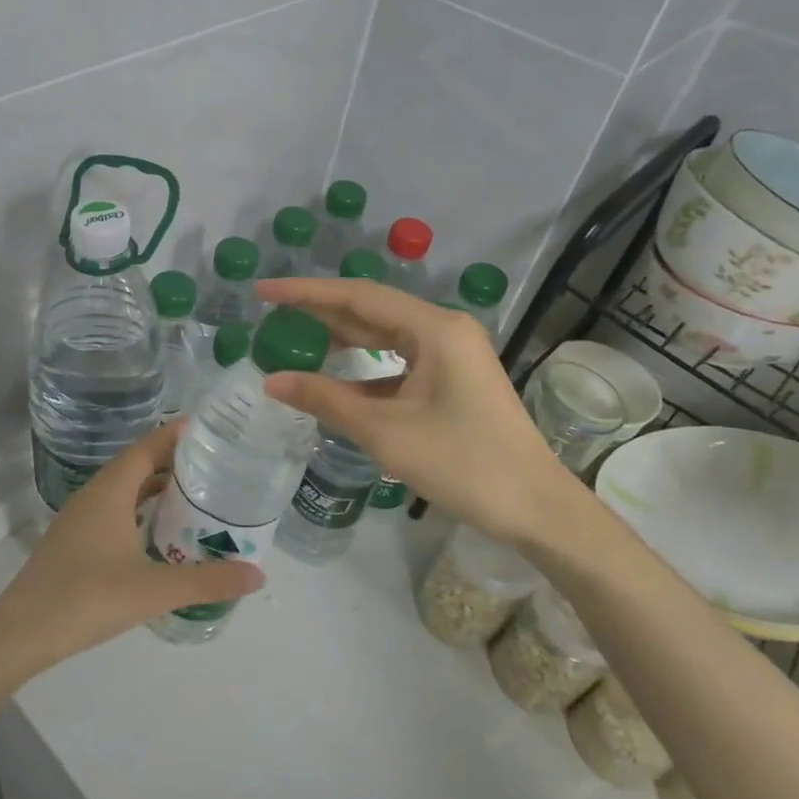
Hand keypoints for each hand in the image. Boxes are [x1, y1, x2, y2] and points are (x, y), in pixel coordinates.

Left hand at [0, 421, 263, 681]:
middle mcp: (94, 495)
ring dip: (157, 488)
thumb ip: (207, 580)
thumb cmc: (86, 598)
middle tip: (217, 465)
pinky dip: (141, 511)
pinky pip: (115, 511)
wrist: (20, 633)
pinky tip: (160, 534)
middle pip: (138, 465)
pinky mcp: (75, 542)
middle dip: (175, 461)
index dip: (177, 434)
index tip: (212, 429)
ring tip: (197, 496)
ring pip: (125, 490)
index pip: (148, 447)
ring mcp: (81, 519)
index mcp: (110, 491)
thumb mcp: (153, 589)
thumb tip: (258, 574)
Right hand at [256, 277, 594, 552]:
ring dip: (341, 337)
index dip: (305, 292)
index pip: (357, 297)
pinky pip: (398, 362)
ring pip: (384, 336)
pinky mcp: (452, 379)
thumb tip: (272, 381)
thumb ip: (326, 399)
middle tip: (270, 312)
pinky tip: (333, 378)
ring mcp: (451, 355)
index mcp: (435, 329)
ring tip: (293, 337)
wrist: (535, 508)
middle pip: (370, 310)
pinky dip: (364, 368)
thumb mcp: (385, 432)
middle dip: (319, 310)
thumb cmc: (463, 463)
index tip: (263, 291)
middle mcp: (444, 330)